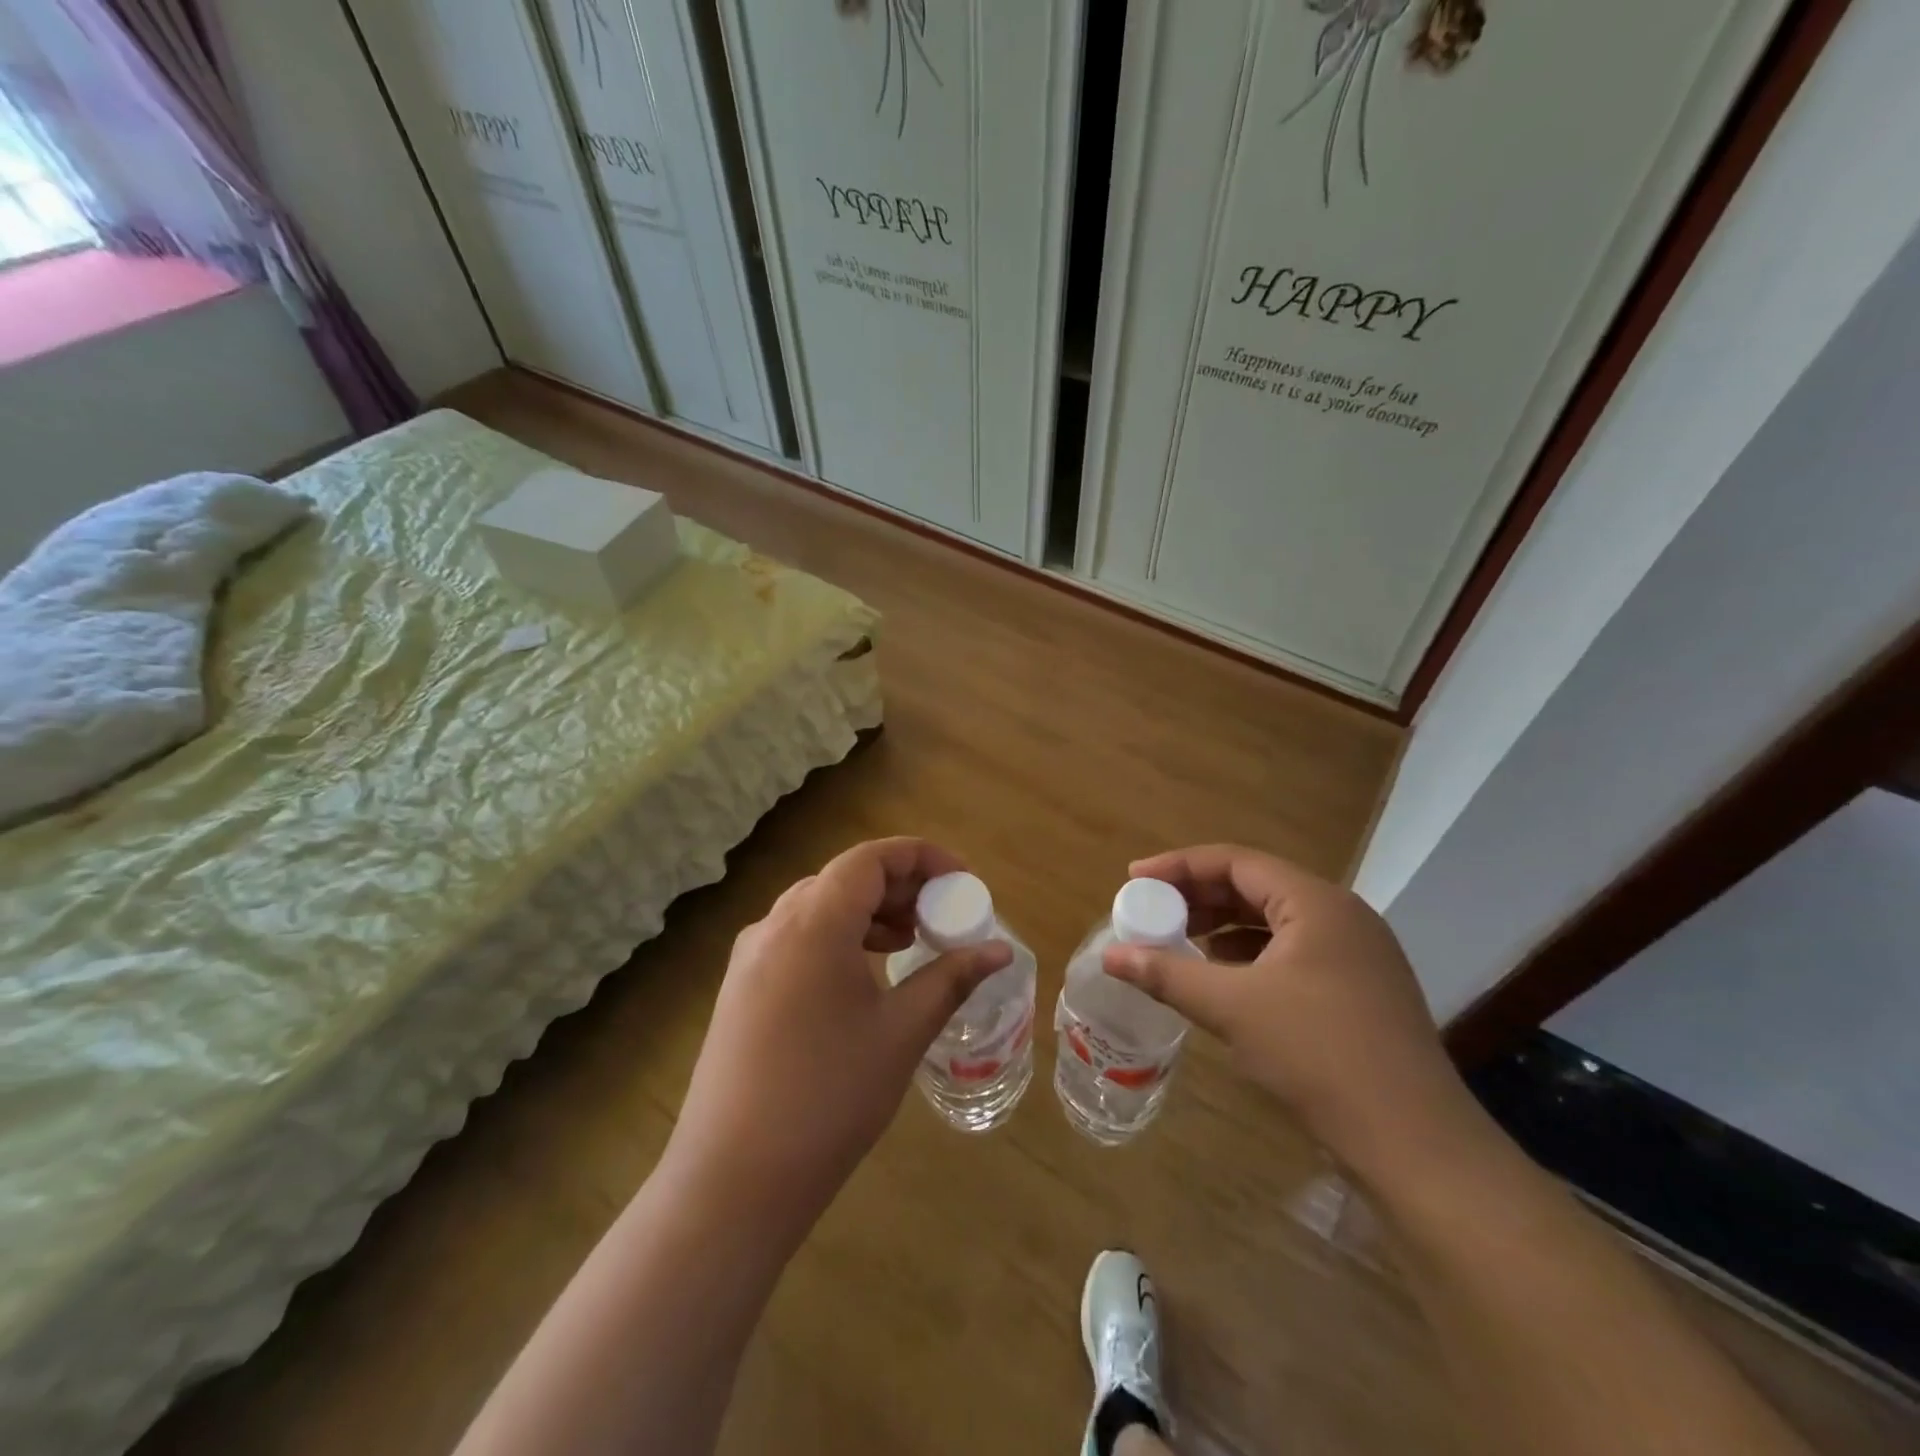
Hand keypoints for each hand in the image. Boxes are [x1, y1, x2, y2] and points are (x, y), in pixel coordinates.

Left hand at [664, 838, 1011, 1239]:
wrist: (733, 1180)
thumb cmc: (829, 1096)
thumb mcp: (901, 1032)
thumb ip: (951, 979)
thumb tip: (1000, 951)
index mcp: (814, 922)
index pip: (871, 858)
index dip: (922, 857)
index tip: (962, 881)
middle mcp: (774, 925)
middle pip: (844, 877)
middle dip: (899, 886)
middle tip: (941, 915)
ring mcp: (750, 956)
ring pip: (818, 906)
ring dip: (868, 912)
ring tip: (908, 942)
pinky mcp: (741, 988)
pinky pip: (796, 937)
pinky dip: (838, 937)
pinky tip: (862, 975)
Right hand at [1103, 845, 1481, 1178]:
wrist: (1415, 1145)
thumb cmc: (1319, 1055)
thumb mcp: (1232, 1008)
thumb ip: (1167, 974)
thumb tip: (1110, 956)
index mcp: (1316, 903)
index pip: (1236, 861)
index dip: (1179, 866)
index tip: (1134, 879)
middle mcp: (1340, 917)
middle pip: (1255, 886)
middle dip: (1198, 897)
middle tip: (1152, 911)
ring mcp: (1355, 955)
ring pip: (1273, 922)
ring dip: (1222, 927)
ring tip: (1178, 942)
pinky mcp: (1358, 991)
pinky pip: (1291, 953)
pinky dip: (1249, 957)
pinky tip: (1221, 978)